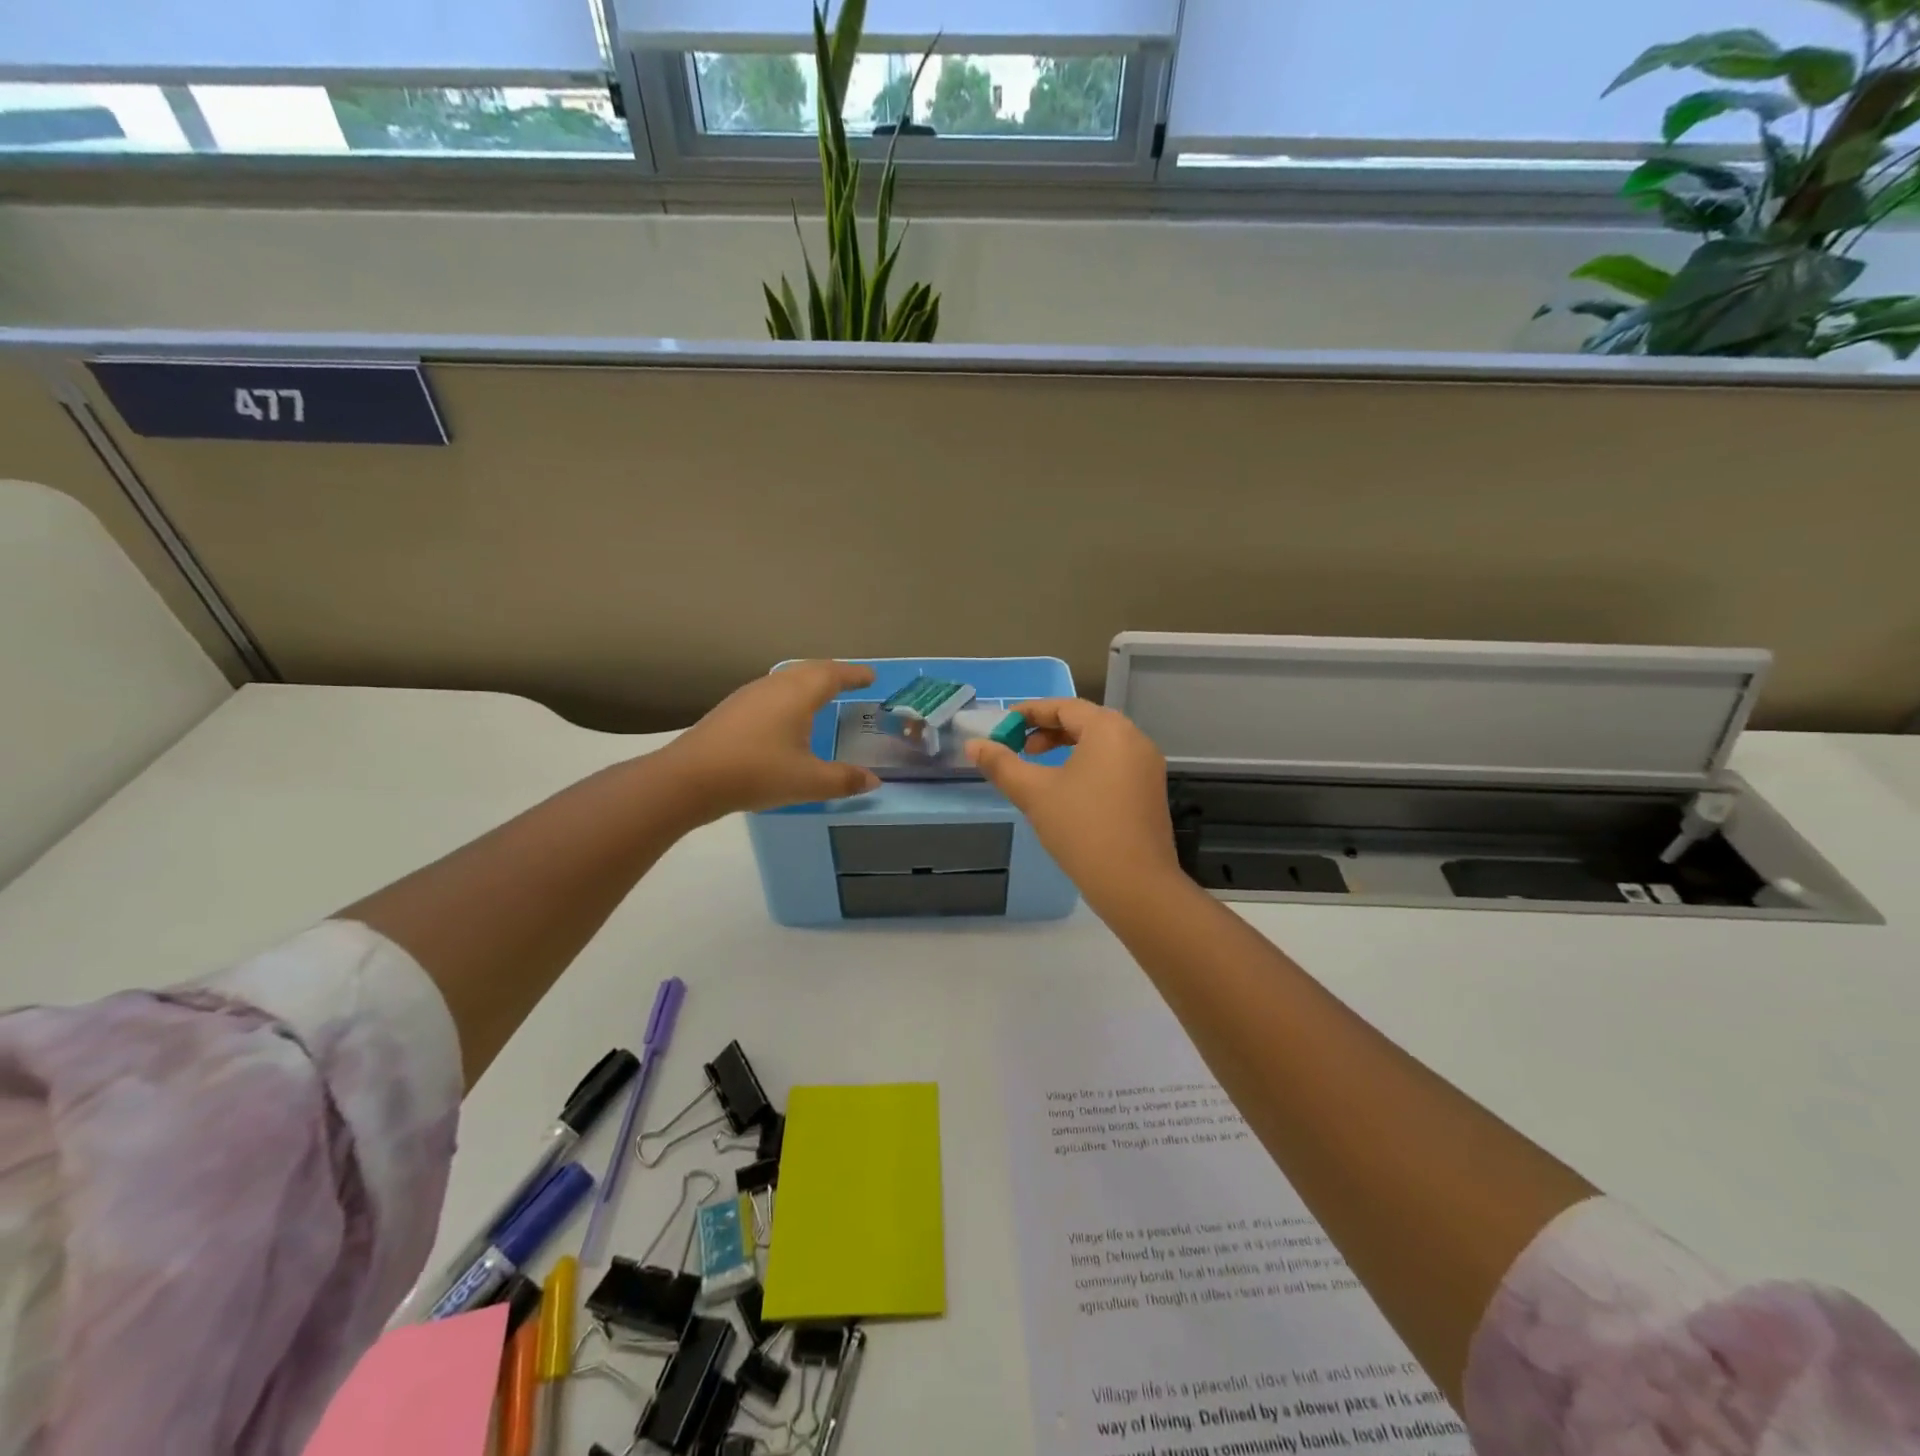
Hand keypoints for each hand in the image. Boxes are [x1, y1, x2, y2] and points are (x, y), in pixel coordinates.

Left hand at [661, 660, 881, 820]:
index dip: (855, 675)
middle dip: (833, 673)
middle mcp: (775, 686)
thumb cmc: (756, 773)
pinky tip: (786, 715)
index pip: (833, 675)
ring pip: (787, 678)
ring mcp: (749, 695)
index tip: (871, 677)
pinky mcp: (732, 709)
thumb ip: (844, 780)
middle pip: (810, 669)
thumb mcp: (808, 782)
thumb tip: (874, 781)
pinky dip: (790, 694)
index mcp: (798, 694)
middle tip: (851, 681)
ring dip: (809, 681)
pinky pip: (771, 691)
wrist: (689, 778)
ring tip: (822, 695)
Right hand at [965, 698, 1182, 911]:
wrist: (1135, 884)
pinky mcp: (1151, 790)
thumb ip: (1001, 765)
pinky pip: (1114, 764)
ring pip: (1100, 744)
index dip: (1030, 713)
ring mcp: (1147, 766)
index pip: (1064, 707)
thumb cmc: (1082, 828)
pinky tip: (1068, 791)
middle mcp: (1134, 739)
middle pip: (1085, 722)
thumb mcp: (1034, 793)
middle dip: (1048, 731)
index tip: (1003, 725)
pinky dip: (1087, 765)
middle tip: (1019, 748)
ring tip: (1039, 769)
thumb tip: (973, 745)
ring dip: (1067, 748)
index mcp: (1109, 729)